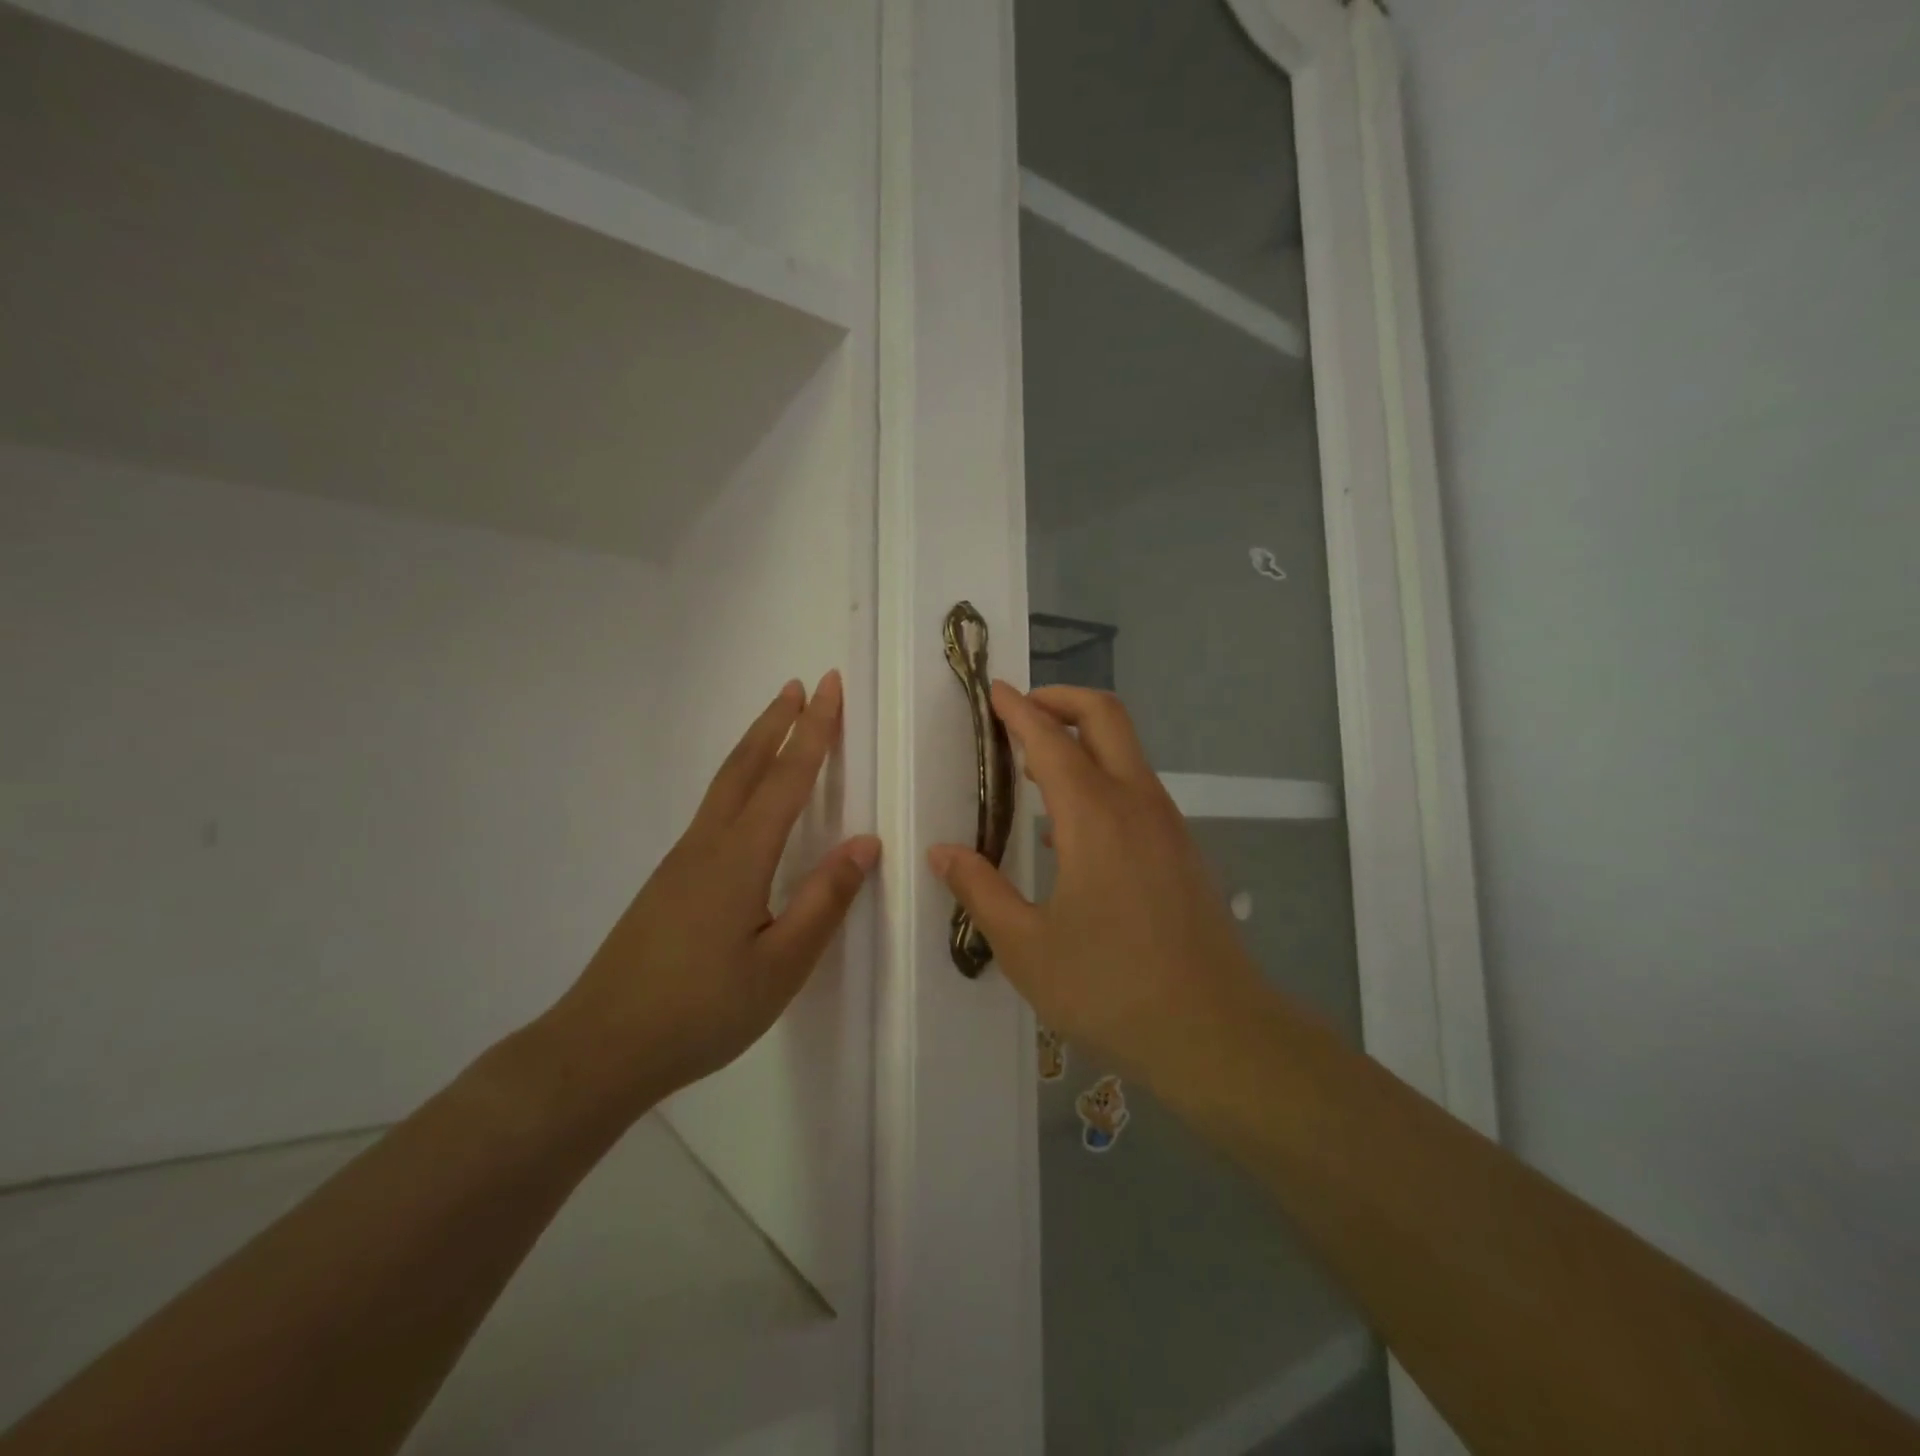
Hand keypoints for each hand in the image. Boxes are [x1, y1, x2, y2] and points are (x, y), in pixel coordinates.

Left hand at [545, 671, 879, 1112]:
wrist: (602, 1047)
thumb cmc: (702, 1010)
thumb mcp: (781, 966)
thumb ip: (824, 901)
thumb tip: (865, 842)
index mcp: (741, 857)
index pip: (787, 778)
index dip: (813, 730)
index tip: (830, 686)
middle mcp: (708, 844)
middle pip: (746, 766)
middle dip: (777, 722)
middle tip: (800, 684)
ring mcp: (681, 861)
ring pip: (724, 785)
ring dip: (755, 746)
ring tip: (777, 722)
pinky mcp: (669, 881)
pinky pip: (713, 810)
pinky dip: (738, 780)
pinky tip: (744, 801)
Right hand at [928, 684, 1265, 1087]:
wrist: (1216, 1033)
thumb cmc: (1111, 989)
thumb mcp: (1027, 948)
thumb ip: (981, 891)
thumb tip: (943, 853)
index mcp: (1094, 816)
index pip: (1050, 738)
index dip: (1018, 710)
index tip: (994, 691)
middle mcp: (1136, 803)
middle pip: (1105, 716)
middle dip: (1061, 698)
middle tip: (1020, 711)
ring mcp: (1168, 824)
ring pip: (1126, 752)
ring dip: (1082, 741)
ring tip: (1035, 770)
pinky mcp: (1183, 850)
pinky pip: (1137, 790)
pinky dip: (1102, 778)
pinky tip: (1071, 830)